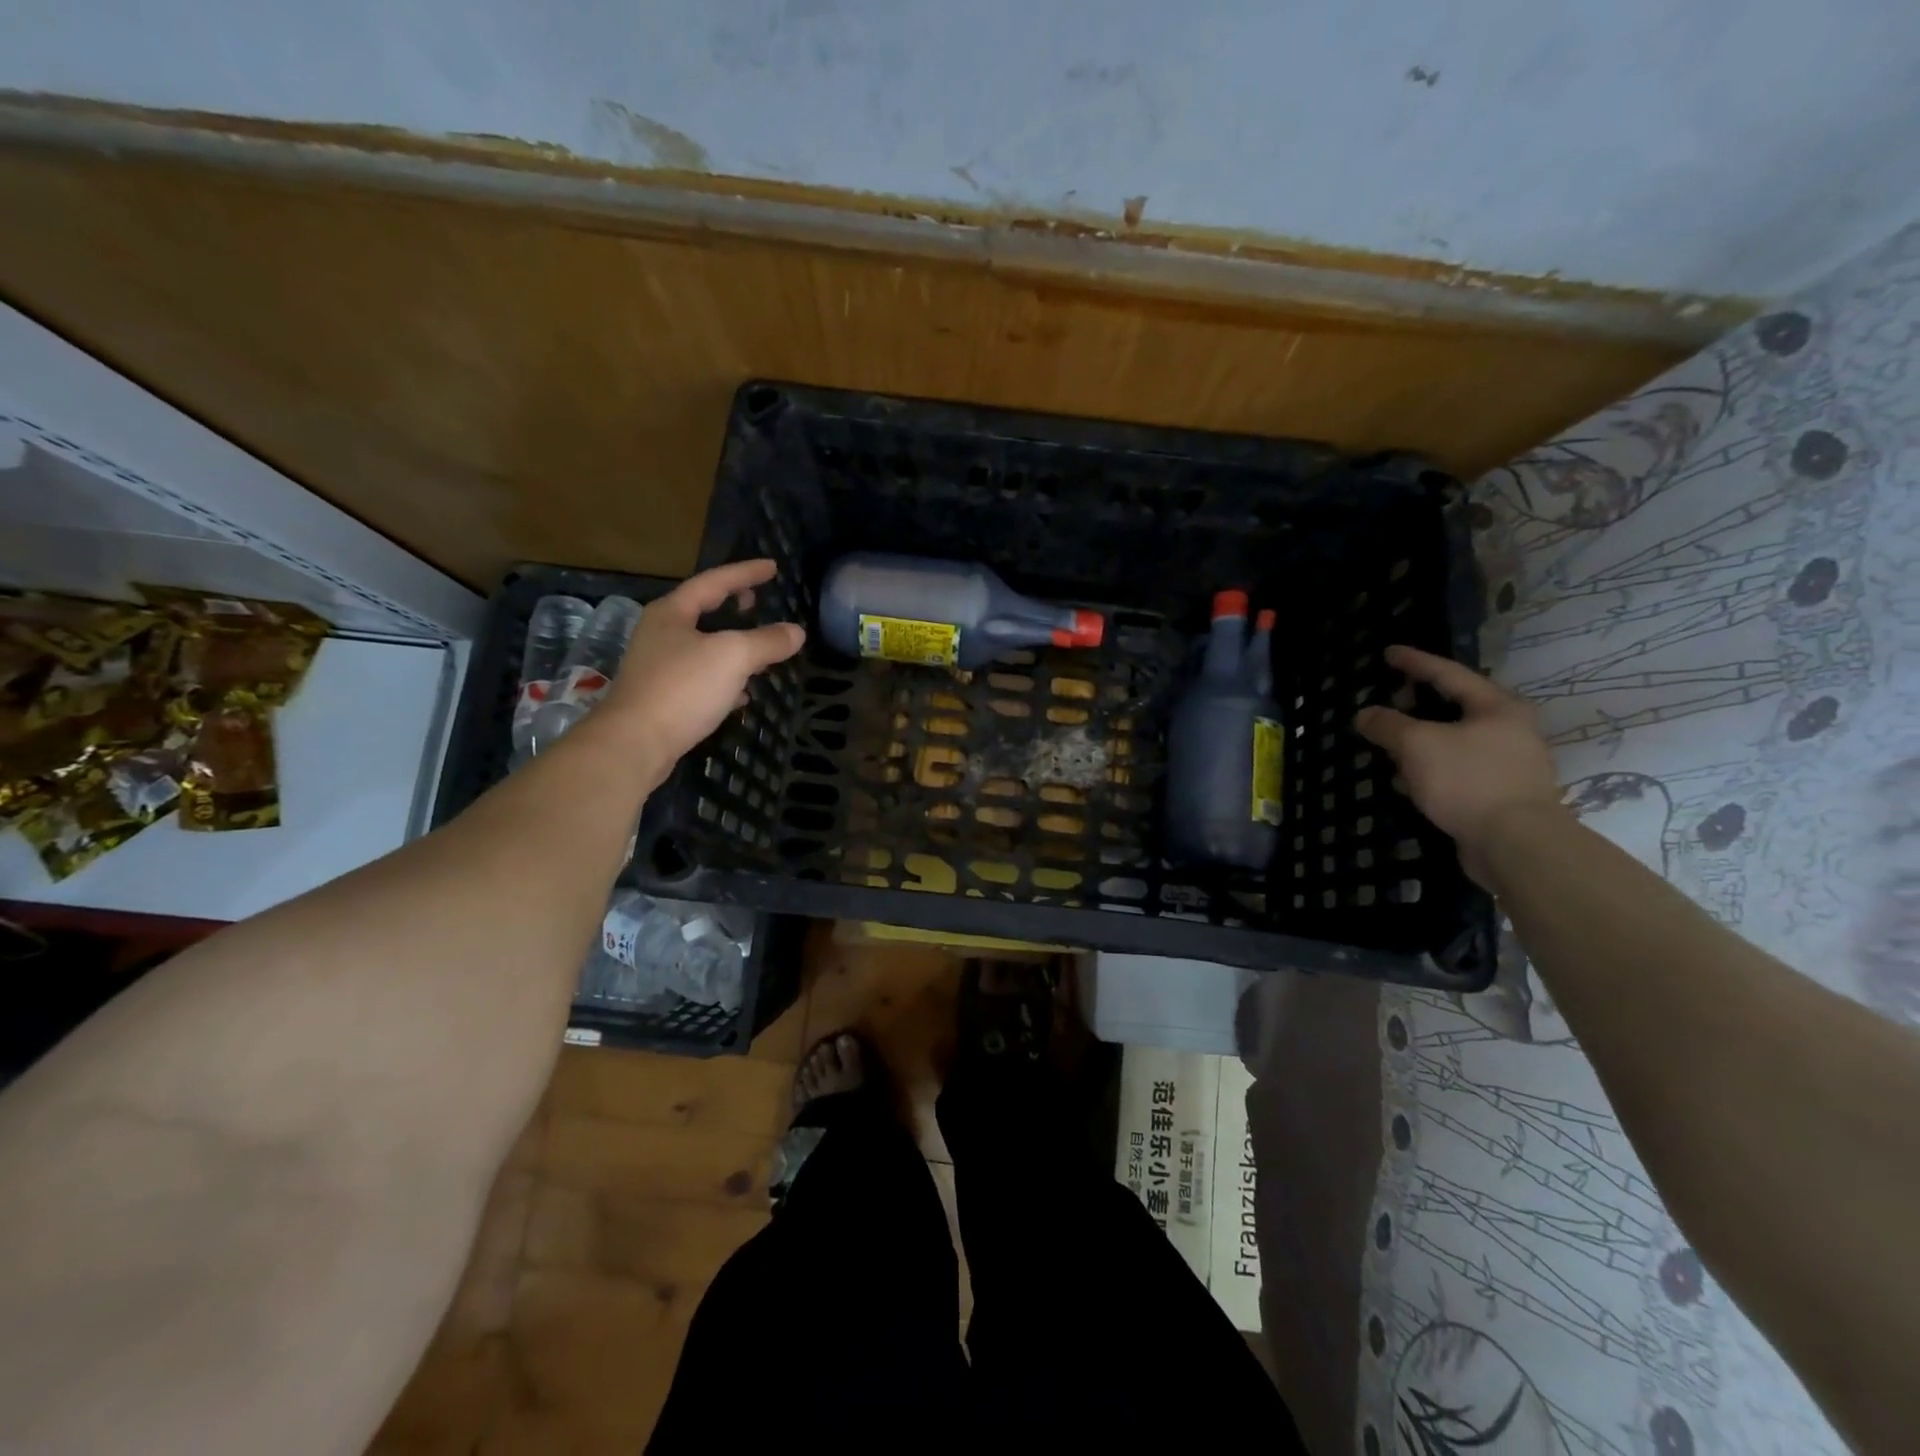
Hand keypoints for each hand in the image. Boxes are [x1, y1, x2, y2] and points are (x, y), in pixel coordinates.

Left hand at [599, 559, 805, 767]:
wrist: (635, 743)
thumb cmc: (683, 688)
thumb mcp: (733, 656)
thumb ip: (767, 641)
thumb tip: (796, 632)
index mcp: (673, 613)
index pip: (714, 581)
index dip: (746, 573)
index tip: (772, 567)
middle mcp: (661, 634)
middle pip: (703, 612)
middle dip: (734, 606)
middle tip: (758, 601)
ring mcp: (658, 667)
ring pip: (703, 647)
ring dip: (732, 645)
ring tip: (760, 649)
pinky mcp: (662, 698)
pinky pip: (700, 679)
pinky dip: (725, 679)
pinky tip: (742, 694)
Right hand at [1354, 645, 1561, 885]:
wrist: (1515, 844)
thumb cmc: (1468, 780)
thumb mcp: (1416, 745)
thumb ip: (1387, 725)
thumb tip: (1365, 714)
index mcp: (1496, 707)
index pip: (1448, 674)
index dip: (1414, 662)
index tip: (1388, 652)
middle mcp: (1508, 730)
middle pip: (1454, 707)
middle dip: (1416, 706)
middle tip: (1388, 703)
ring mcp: (1507, 764)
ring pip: (1453, 742)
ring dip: (1420, 742)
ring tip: (1389, 746)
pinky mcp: (1499, 794)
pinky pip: (1456, 770)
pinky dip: (1430, 769)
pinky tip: (1406, 781)